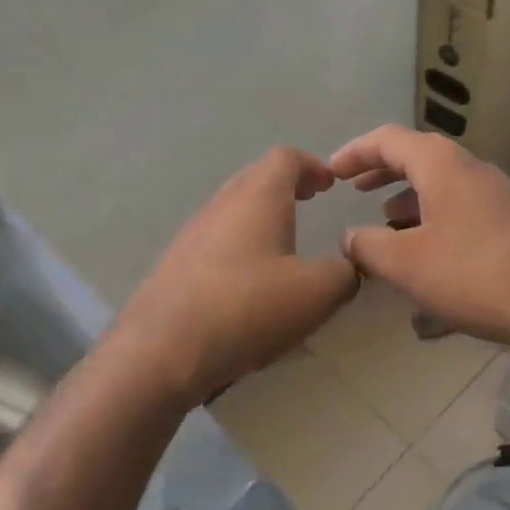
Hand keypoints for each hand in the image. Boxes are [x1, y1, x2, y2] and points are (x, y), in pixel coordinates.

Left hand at [112, 148, 359, 400]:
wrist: (160, 351)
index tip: (330, 184)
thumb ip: (344, 272)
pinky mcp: (175, 264)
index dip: (313, 165)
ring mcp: (192, 233)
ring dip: (261, 214)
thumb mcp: (317, 293)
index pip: (286, 158)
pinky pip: (216, 239)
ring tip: (284, 242)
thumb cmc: (247, 308)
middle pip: (256, 177)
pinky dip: (241, 243)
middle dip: (287, 185)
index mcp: (258, 197)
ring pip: (234, 208)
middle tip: (310, 200)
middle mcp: (222, 204)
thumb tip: (349, 264)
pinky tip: (249, 280)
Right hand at [327, 125, 509, 353]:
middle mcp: (473, 170)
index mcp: (443, 166)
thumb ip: (368, 246)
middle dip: (382, 172)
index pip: (388, 140)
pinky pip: (463, 210)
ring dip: (409, 199)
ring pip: (443, 186)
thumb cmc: (476, 276)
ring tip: (385, 225)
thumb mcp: (407, 264)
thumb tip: (349, 237)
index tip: (330, 172)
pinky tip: (428, 256)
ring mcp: (499, 196)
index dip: (354, 152)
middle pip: (419, 157)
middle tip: (354, 189)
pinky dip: (435, 220)